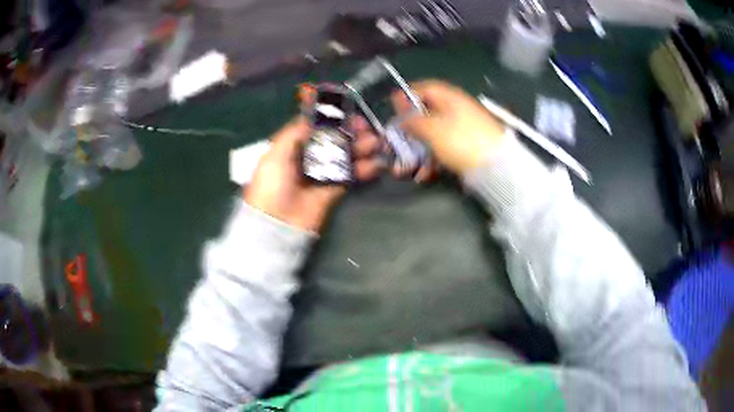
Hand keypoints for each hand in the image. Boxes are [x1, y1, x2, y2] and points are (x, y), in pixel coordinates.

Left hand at [244, 116, 382, 231]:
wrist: (276, 224)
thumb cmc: (271, 186)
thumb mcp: (275, 154)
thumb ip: (294, 133)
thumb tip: (315, 118)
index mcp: (293, 147)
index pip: (316, 128)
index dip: (333, 120)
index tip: (348, 114)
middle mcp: (309, 157)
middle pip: (334, 140)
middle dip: (351, 132)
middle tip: (367, 129)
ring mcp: (323, 174)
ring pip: (345, 156)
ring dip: (361, 148)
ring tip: (376, 143)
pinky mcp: (334, 190)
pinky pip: (351, 176)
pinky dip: (364, 169)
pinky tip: (376, 163)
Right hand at [392, 80, 505, 173]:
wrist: (497, 167)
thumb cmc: (461, 141)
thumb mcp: (432, 129)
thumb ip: (413, 121)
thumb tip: (402, 118)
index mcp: (449, 98)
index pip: (424, 89)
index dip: (406, 97)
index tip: (392, 109)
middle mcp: (455, 111)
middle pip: (425, 116)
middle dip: (407, 133)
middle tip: (392, 146)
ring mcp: (462, 131)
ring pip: (432, 137)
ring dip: (416, 153)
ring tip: (404, 171)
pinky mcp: (466, 149)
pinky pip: (443, 151)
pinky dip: (432, 162)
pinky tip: (424, 176)